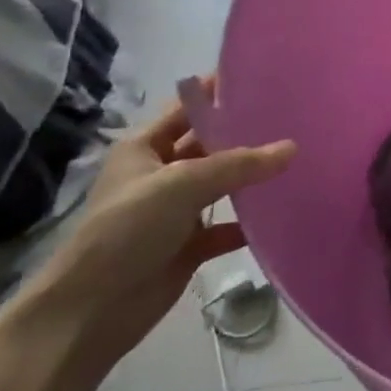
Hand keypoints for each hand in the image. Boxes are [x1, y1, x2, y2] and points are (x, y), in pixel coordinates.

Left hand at [22, 81, 295, 366]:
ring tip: (300, 159)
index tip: (263, 78)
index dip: (218, 92)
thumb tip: (291, 148)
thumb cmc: (126, 231)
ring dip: (252, 178)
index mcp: (144, 148)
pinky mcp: (188, 245)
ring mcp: (174, 211)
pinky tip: (283, 213)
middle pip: (209, 145)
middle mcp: (160, 173)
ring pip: (222, 185)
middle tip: (294, 119)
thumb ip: (238, 164)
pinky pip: (227, 226)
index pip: (186, 108)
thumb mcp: (181, 185)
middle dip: (245, 134)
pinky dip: (250, 222)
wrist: (90, 312)